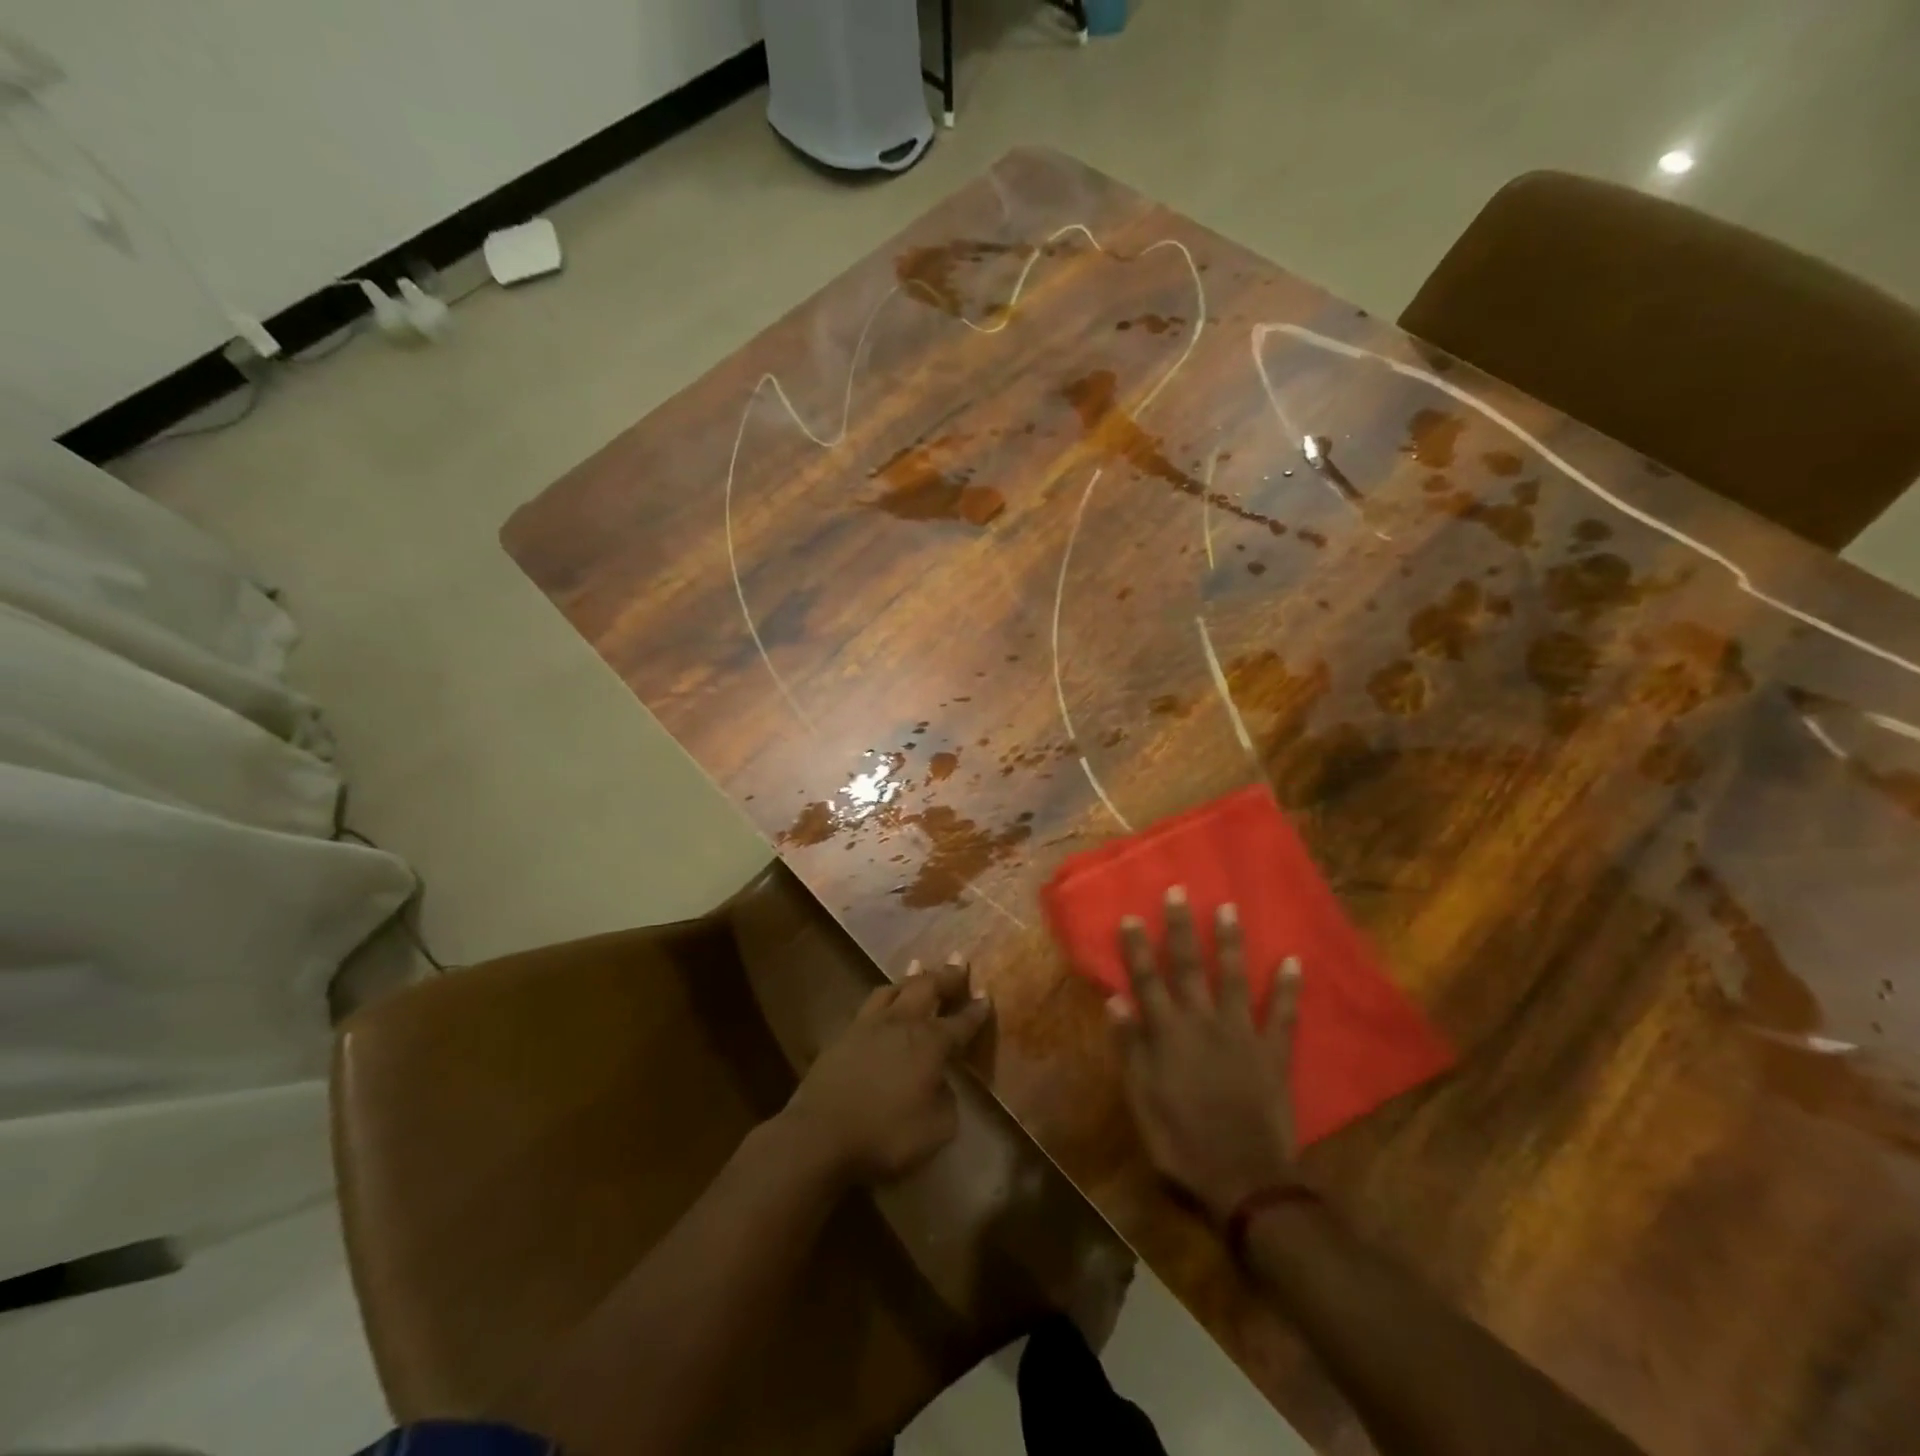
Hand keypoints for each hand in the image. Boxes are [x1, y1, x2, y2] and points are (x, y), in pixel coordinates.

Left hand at [784, 955, 991, 1182]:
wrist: (820, 1136)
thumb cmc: (885, 1135)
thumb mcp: (936, 1130)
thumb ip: (946, 1101)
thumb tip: (941, 1084)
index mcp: (929, 1043)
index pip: (960, 1023)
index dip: (976, 1010)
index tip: (986, 995)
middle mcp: (901, 1024)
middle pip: (927, 988)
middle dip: (947, 975)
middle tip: (959, 961)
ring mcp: (869, 1026)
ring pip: (894, 989)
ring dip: (911, 977)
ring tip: (920, 967)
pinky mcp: (844, 1035)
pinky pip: (870, 1004)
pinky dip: (885, 995)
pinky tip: (884, 1000)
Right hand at [1107, 887, 1303, 1222]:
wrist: (1243, 1179)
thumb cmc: (1181, 1142)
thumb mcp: (1141, 1099)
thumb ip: (1130, 1046)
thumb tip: (1116, 1000)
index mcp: (1167, 1033)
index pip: (1147, 980)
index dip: (1138, 948)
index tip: (1132, 916)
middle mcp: (1203, 1022)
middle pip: (1189, 967)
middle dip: (1182, 928)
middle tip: (1179, 891)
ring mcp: (1242, 1033)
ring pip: (1235, 978)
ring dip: (1231, 942)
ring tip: (1229, 908)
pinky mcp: (1274, 1052)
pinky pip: (1284, 1014)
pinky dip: (1289, 988)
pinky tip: (1292, 960)